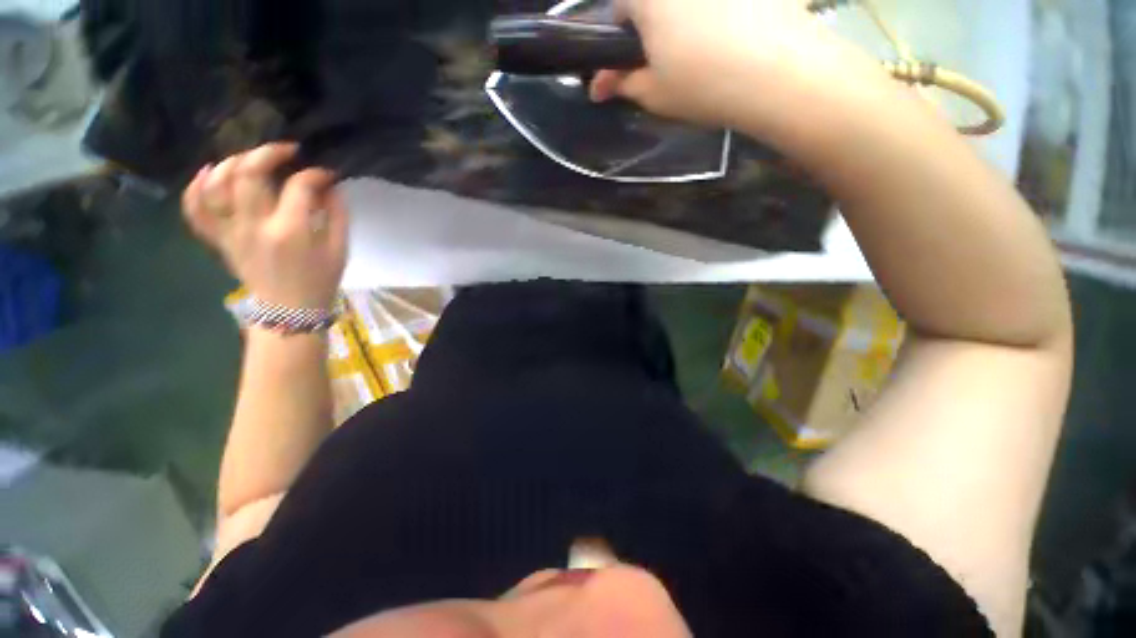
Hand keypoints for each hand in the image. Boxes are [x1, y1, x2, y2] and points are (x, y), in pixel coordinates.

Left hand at [182, 143, 347, 309]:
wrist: (289, 311)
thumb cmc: (320, 281)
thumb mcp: (340, 250)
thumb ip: (337, 216)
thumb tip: (329, 187)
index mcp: (290, 231)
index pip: (299, 186)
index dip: (315, 174)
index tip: (327, 175)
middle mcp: (253, 226)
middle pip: (248, 173)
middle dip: (269, 153)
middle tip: (286, 151)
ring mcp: (229, 232)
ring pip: (215, 183)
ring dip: (232, 163)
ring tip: (251, 160)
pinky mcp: (217, 239)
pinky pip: (194, 209)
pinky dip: (195, 187)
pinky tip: (208, 173)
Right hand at [590, 0, 877, 133]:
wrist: (778, 72)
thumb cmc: (703, 84)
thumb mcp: (653, 93)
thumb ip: (621, 84)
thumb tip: (597, 86)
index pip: (618, 8)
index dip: (619, 39)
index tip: (627, 66)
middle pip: (654, 1)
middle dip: (651, 28)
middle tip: (664, 60)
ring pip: (687, 4)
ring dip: (683, 21)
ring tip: (699, 50)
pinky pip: (719, 3)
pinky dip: (716, 15)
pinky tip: (728, 35)